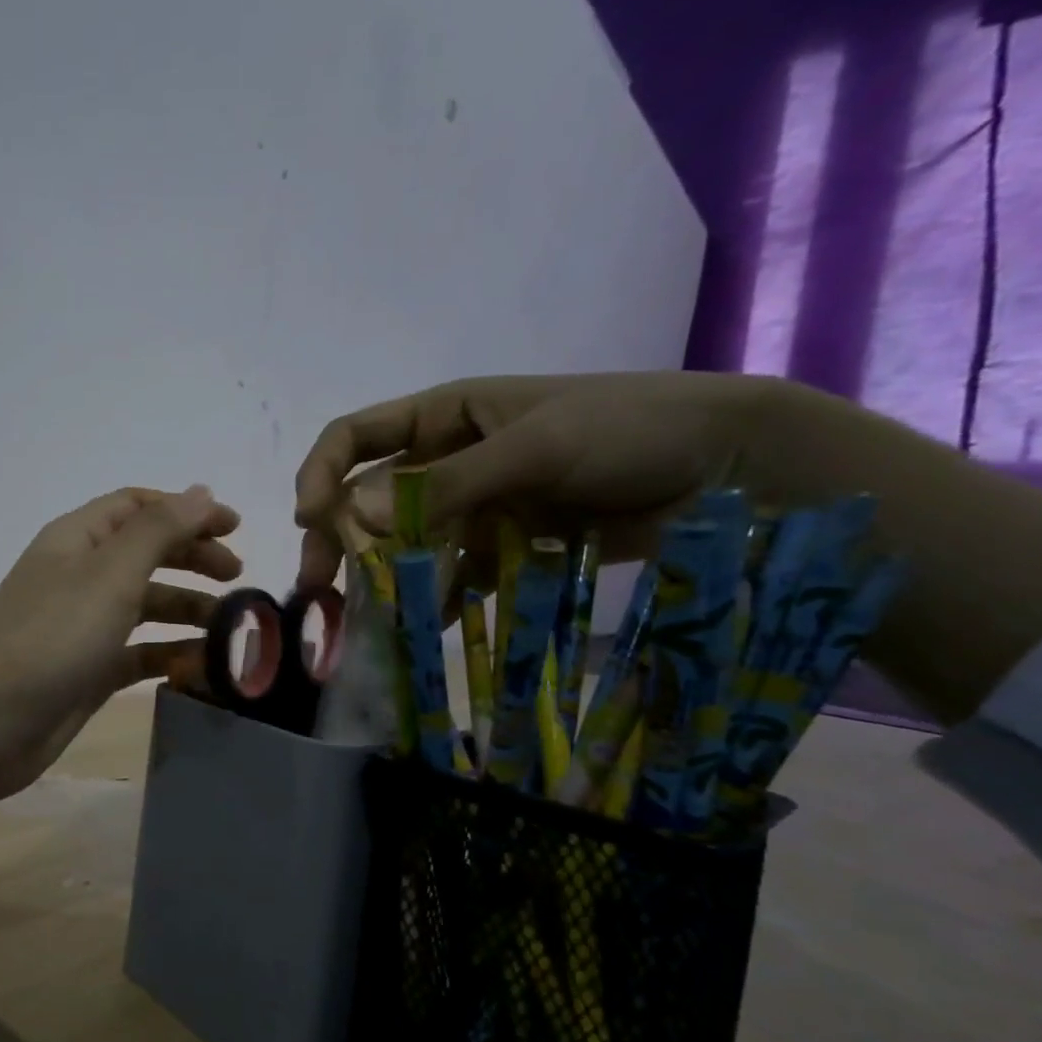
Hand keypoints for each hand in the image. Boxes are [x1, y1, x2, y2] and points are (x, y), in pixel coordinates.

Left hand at [0, 485, 240, 798]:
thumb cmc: (52, 636)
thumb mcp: (110, 573)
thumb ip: (159, 530)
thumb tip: (201, 491)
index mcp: (78, 539)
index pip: (138, 507)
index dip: (187, 510)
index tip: (236, 529)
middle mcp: (80, 576)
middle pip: (146, 553)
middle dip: (193, 558)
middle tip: (238, 578)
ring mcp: (83, 626)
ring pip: (146, 605)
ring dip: (188, 609)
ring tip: (231, 626)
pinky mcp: (88, 671)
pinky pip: (139, 652)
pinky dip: (171, 653)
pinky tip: (204, 665)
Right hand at [293, 371, 776, 589]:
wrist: (732, 467)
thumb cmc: (629, 428)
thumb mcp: (536, 446)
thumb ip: (447, 484)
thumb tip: (352, 516)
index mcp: (444, 416)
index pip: (355, 437)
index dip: (322, 473)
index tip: (310, 518)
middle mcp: (446, 460)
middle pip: (368, 499)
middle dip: (339, 540)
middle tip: (320, 588)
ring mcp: (473, 507)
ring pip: (404, 543)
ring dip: (382, 578)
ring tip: (369, 620)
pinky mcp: (501, 547)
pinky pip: (450, 573)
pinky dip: (433, 598)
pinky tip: (423, 625)